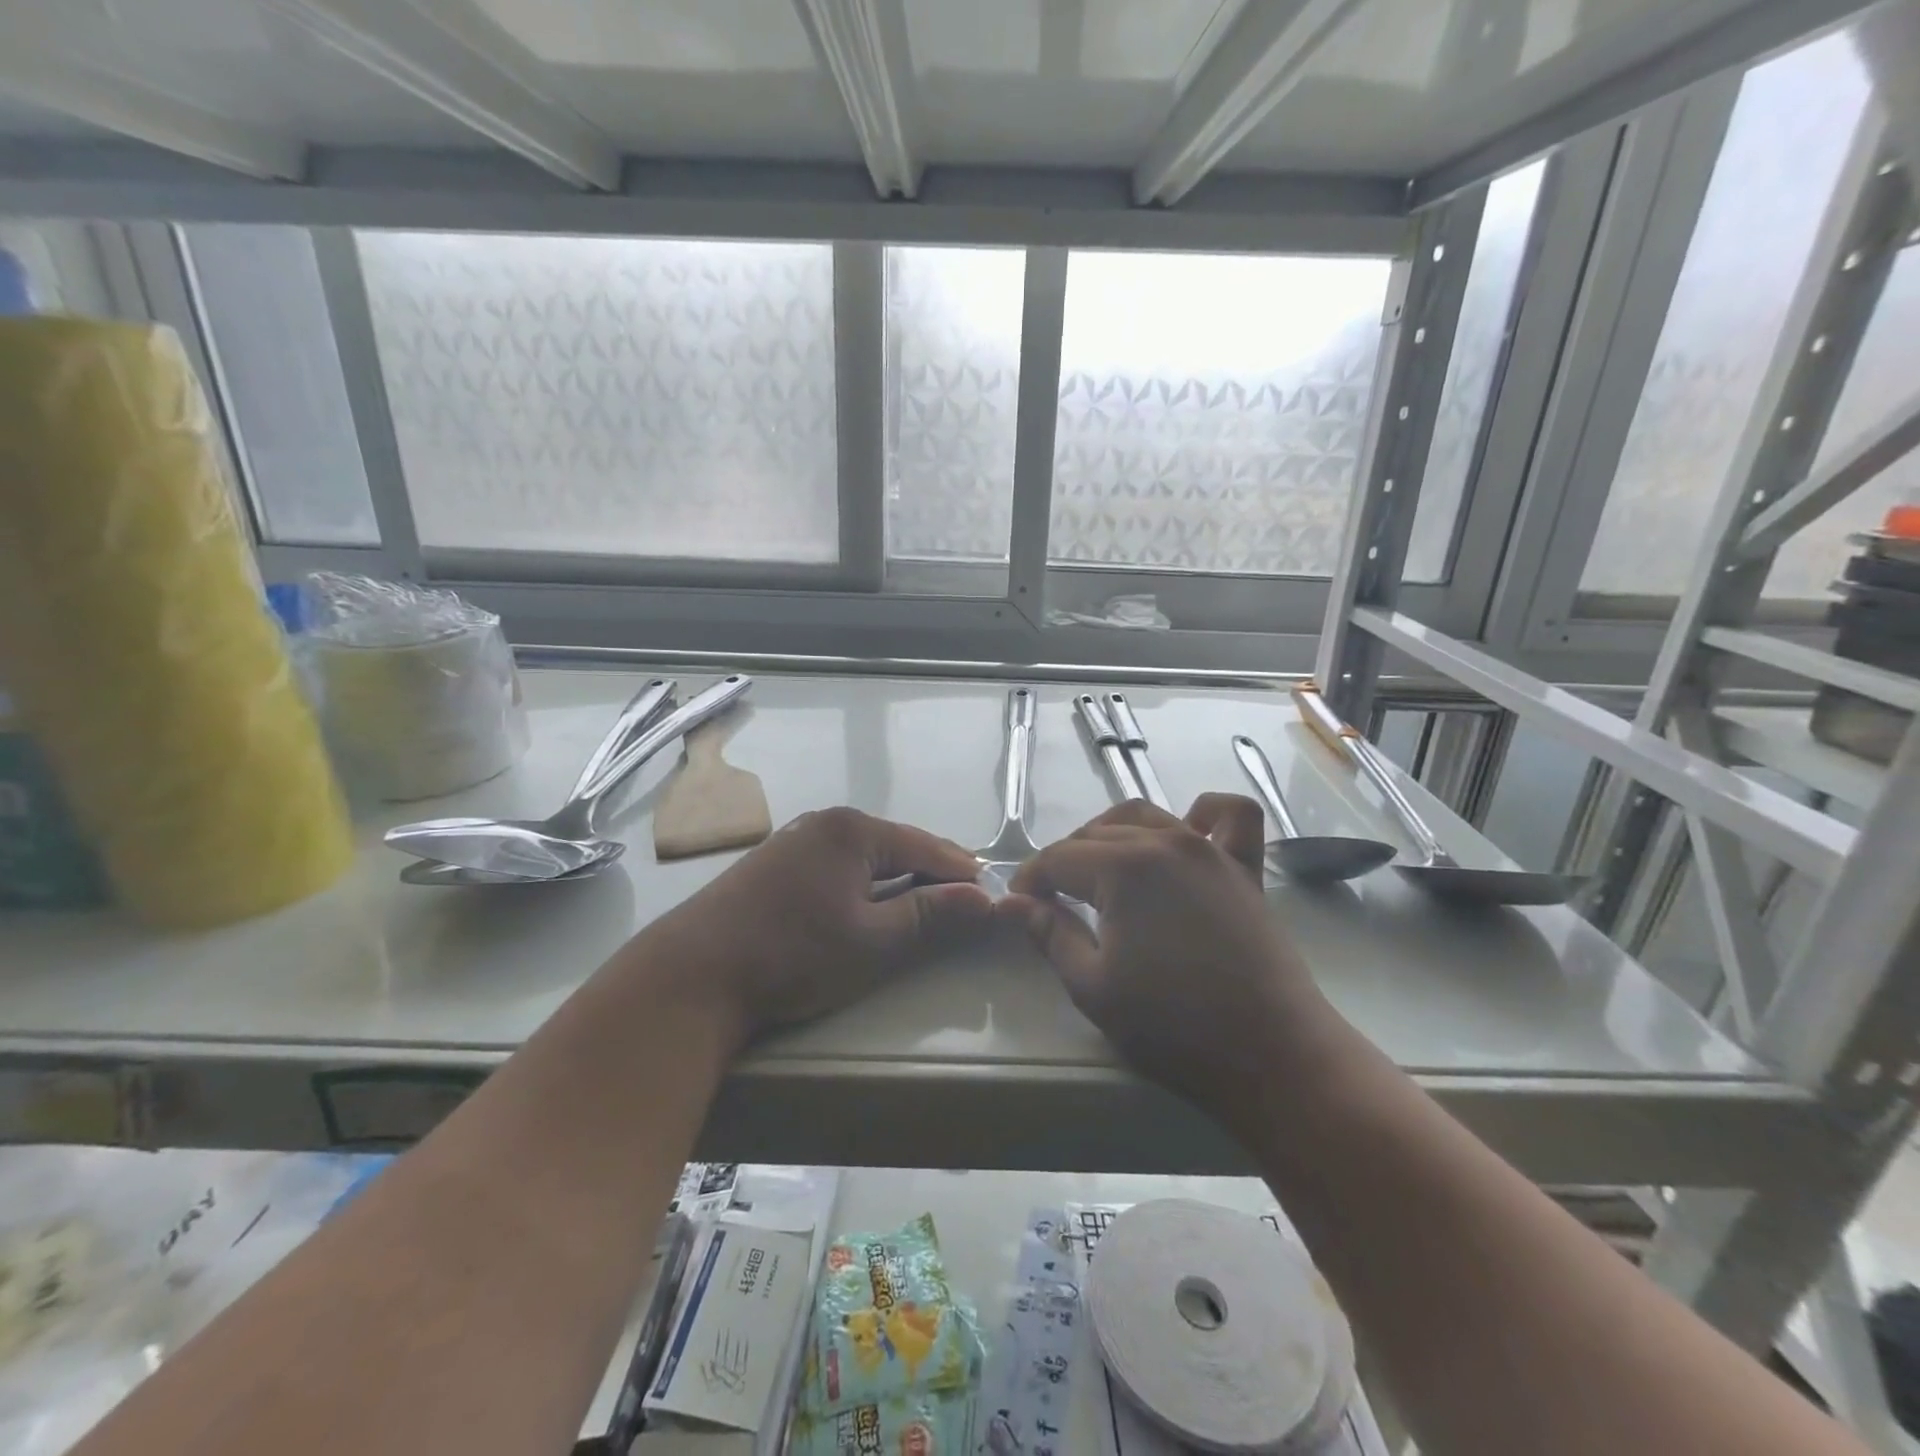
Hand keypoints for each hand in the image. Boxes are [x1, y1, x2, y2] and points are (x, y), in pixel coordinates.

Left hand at [640, 807, 992, 1044]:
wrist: (694, 974)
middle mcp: (825, 822)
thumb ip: (930, 914)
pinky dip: (865, 883)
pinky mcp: (777, 864)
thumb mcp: (872, 939)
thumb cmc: (793, 954)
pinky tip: (872, 903)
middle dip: (932, 871)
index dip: (960, 871)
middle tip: (965, 899)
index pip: (925, 846)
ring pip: (866, 856)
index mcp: (853, 830)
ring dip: (898, 877)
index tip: (991, 893)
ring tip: (927, 902)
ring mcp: (796, 840)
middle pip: (896, 845)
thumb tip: (984, 897)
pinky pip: (840, 865)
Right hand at [997, 796, 1327, 1114]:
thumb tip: (1013, 902)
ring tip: (1102, 872)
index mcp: (1124, 868)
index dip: (1031, 879)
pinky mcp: (1243, 868)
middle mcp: (1166, 842)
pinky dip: (1205, 813)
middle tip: (1054, 902)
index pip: (1059, 858)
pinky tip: (1188, 830)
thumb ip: (1050, 934)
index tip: (1019, 905)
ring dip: (1113, 835)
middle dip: (1065, 862)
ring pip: (1147, 816)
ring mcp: (1210, 850)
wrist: (1271, 1055)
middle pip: (1097, 834)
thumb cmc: (1173, 1027)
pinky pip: (1231, 817)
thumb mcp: (1093, 987)